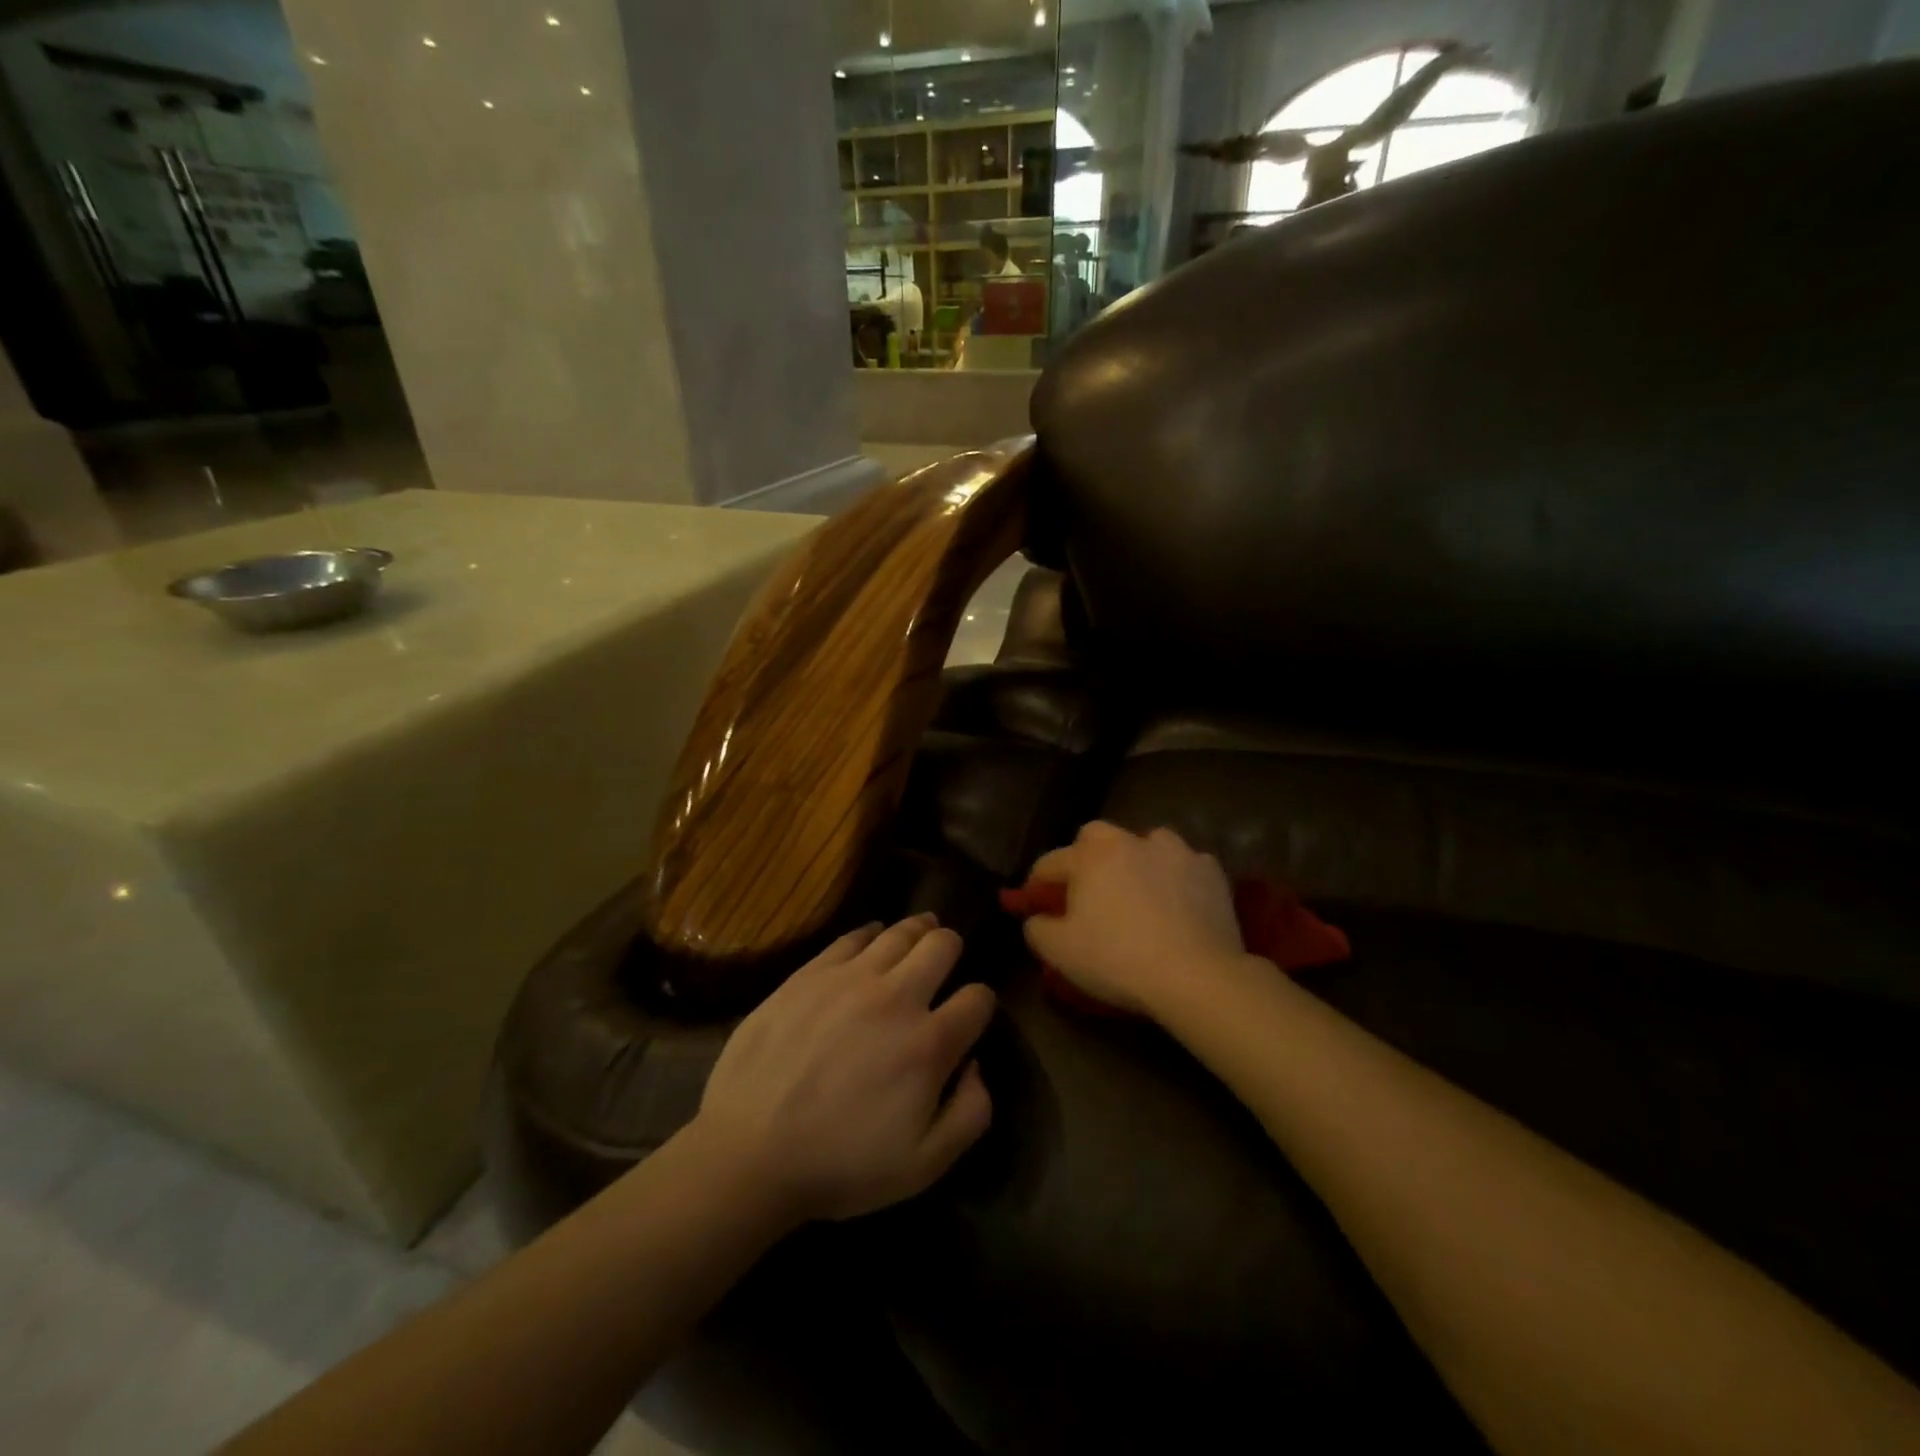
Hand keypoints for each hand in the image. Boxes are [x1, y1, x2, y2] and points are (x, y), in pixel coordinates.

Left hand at [690, 915, 994, 1223]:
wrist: (748, 1152)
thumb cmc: (839, 1166)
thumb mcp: (922, 1167)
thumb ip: (969, 1116)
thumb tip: (976, 1067)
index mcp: (928, 1044)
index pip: (978, 998)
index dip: (981, 1002)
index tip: (970, 1013)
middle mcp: (896, 997)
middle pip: (942, 945)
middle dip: (952, 948)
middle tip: (946, 958)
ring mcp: (850, 978)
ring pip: (899, 931)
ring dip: (918, 930)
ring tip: (921, 931)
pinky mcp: (810, 972)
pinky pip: (852, 936)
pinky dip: (871, 933)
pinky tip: (873, 938)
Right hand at [1024, 822, 1247, 1016]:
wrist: (1196, 976)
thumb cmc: (1118, 960)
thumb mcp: (1060, 952)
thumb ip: (1037, 928)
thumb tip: (1037, 917)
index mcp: (1089, 856)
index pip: (1050, 862)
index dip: (1037, 884)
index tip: (1034, 904)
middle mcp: (1129, 841)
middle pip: (1097, 836)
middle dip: (1085, 856)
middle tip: (1087, 889)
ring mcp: (1175, 851)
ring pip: (1146, 842)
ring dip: (1136, 859)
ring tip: (1137, 890)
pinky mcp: (1210, 870)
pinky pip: (1184, 865)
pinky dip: (1176, 878)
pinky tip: (1178, 902)